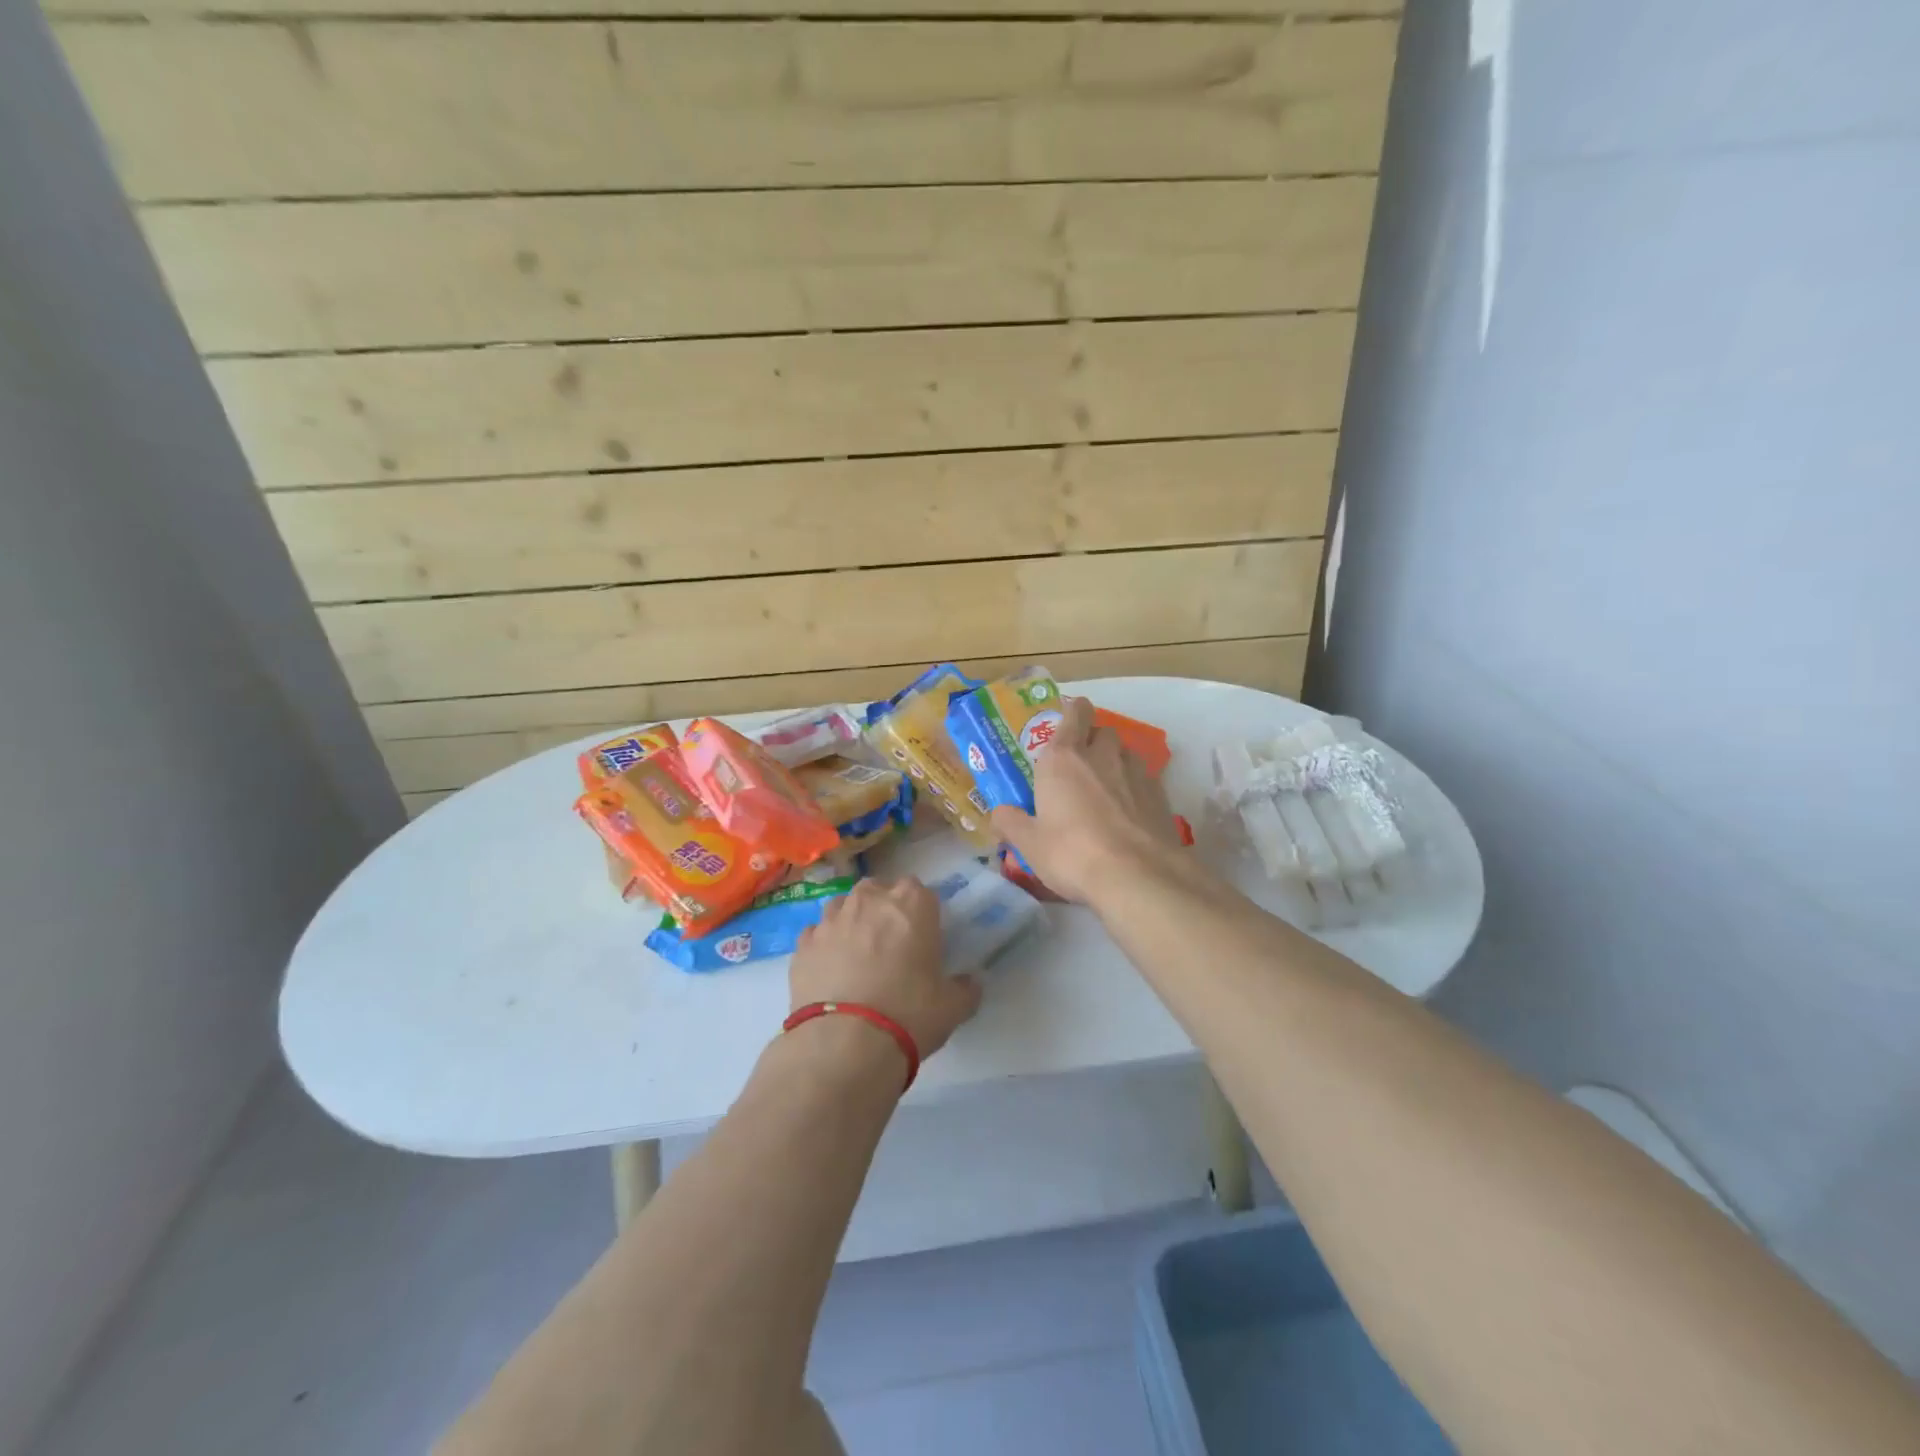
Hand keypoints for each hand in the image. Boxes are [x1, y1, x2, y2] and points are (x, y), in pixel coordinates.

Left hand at [790, 878, 982, 1061]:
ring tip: (857, 956)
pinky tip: (830, 972)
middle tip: (890, 945)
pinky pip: (816, 934)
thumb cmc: (909, 1014)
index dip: (920, 913)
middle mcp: (869, 899)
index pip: (919, 890)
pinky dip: (824, 946)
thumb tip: (970, 983)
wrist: (845, 1043)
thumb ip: (965, 988)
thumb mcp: (953, 1007)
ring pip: (843, 906)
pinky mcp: (802, 944)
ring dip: (851, 922)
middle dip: (883, 909)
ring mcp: (831, 918)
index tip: (922, 937)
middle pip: (878, 890)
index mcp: (912, 903)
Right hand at [990, 697, 1184, 905]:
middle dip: (1092, 741)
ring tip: (1105, 790)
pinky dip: (1135, 788)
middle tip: (1079, 766)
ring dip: (1115, 763)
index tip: (1065, 722)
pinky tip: (1129, 814)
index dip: (1072, 711)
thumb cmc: (1072, 853)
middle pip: (1101, 731)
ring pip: (1125, 753)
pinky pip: (1145, 779)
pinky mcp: (1161, 795)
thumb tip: (999, 813)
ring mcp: (1136, 773)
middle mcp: (1102, 755)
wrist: (1137, 876)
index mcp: (1063, 758)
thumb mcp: (1029, 844)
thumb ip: (1011, 822)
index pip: (1074, 712)